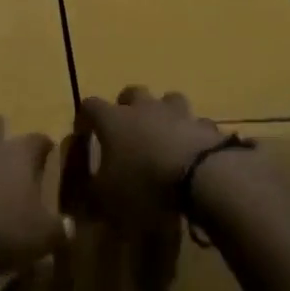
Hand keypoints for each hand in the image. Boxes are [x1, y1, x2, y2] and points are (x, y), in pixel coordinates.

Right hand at [68, 87, 227, 223]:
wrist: (202, 178)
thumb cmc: (145, 184)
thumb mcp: (107, 198)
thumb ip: (92, 192)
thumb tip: (86, 191)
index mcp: (113, 120)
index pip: (90, 105)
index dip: (85, 116)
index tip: (84, 131)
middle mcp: (144, 108)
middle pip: (132, 92)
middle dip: (126, 106)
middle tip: (126, 127)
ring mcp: (178, 113)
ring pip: (168, 99)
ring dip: (163, 112)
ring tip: (162, 133)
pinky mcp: (206, 126)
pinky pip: (196, 124)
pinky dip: (192, 133)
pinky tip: (192, 151)